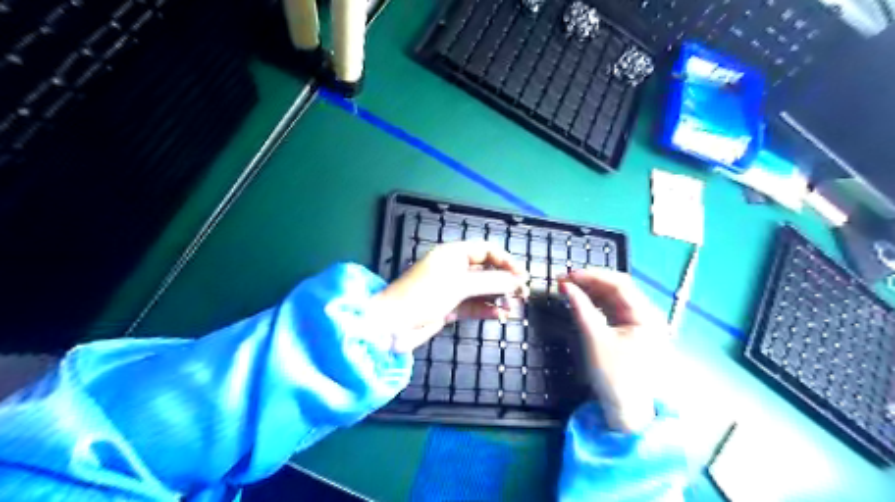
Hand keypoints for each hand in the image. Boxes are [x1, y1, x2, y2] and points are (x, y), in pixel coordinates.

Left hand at [369, 241, 526, 353]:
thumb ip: (490, 282)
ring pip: (482, 290)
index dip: (506, 260)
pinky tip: (500, 316)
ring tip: (514, 306)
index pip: (486, 251)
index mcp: (453, 254)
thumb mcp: (459, 285)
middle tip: (523, 293)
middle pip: (486, 270)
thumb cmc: (423, 296)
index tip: (522, 275)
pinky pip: (474, 306)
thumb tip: (516, 280)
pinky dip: (487, 310)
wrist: (392, 325)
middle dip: (505, 280)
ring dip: (498, 297)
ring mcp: (452, 289)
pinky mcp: (450, 308)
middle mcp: (454, 269)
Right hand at [558, 269, 669, 433]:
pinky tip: (580, 301)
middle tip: (564, 280)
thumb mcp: (595, 339)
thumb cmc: (615, 376)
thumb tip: (564, 286)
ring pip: (613, 298)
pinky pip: (612, 310)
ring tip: (568, 288)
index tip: (567, 275)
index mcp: (647, 315)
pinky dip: (595, 304)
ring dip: (591, 291)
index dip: (592, 275)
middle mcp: (647, 315)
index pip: (619, 284)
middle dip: (590, 282)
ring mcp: (639, 323)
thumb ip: (580, 308)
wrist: (627, 413)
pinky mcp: (630, 331)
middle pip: (617, 289)